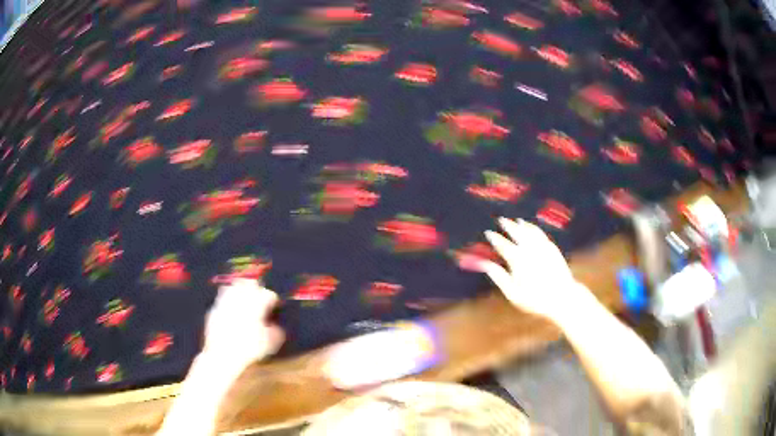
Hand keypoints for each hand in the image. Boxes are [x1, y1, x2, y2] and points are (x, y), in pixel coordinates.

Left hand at [202, 279, 284, 365]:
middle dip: (256, 289)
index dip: (273, 301)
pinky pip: (222, 299)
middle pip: (250, 283)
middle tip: (259, 299)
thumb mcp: (270, 343)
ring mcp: (225, 301)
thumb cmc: (250, 349)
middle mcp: (240, 297)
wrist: (223, 355)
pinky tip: (230, 312)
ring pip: (234, 286)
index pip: (268, 294)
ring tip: (244, 301)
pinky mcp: (214, 309)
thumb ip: (276, 331)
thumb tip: (276, 326)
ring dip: (240, 291)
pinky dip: (228, 302)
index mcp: (256, 303)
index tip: (275, 309)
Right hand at [475, 217, 593, 324]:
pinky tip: (533, 229)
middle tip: (502, 220)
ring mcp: (542, 247)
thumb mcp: (513, 293)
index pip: (503, 244)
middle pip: (517, 233)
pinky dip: (535, 229)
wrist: (561, 297)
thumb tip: (485, 264)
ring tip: (517, 221)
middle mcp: (529, 249)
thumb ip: (499, 277)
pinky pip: (541, 234)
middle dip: (508, 225)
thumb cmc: (534, 299)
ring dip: (523, 225)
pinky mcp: (552, 249)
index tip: (488, 232)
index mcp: (517, 260)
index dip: (495, 238)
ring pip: (531, 231)